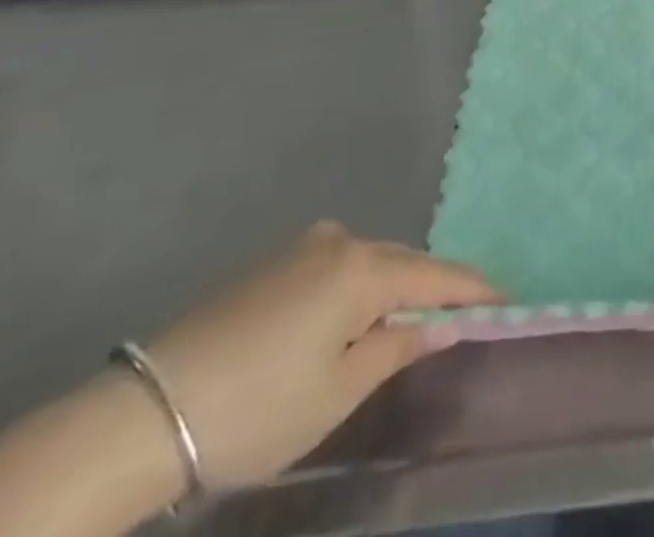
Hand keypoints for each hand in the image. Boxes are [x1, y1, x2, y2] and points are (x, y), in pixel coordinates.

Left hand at [142, 223, 496, 490]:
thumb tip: (439, 325)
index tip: (509, 300)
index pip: (435, 276)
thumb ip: (396, 348)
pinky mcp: (273, 263)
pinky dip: (358, 290)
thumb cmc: (256, 409)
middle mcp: (338, 241)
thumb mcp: (337, 391)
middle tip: (462, 318)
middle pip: (403, 263)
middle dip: (434, 290)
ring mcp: (302, 248)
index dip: (473, 291)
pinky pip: (338, 268)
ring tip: (409, 326)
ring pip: (369, 264)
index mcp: (361, 269)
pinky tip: (353, 320)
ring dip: (393, 290)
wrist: (144, 414)